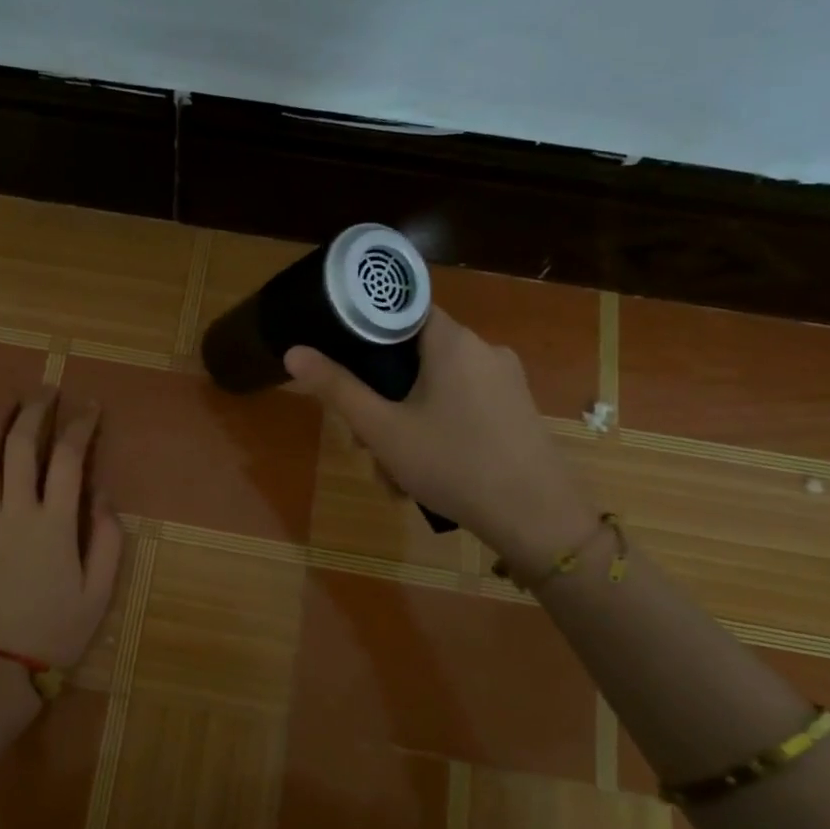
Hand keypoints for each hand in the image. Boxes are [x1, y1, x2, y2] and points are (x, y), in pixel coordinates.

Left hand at [0, 390, 123, 669]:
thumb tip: (102, 493)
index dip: (81, 426)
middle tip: (47, 393)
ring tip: (7, 402)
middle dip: (35, 411)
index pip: (68, 458)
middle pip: (21, 446)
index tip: (90, 408)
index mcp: (55, 525)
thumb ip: (108, 538)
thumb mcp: (100, 591)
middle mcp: (15, 513)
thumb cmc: (56, 632)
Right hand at [284, 309, 597, 572]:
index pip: (402, 310)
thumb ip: (337, 388)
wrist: (535, 518)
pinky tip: (427, 470)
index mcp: (453, 341)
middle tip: (365, 439)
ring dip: (407, 419)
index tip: (345, 364)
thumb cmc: (452, 464)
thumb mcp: (382, 429)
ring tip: (393, 469)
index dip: (368, 332)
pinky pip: (463, 404)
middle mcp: (484, 349)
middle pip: (417, 354)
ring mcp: (506, 380)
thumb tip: (294, 352)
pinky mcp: (517, 409)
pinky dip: (438, 427)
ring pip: (438, 385)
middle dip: (384, 394)